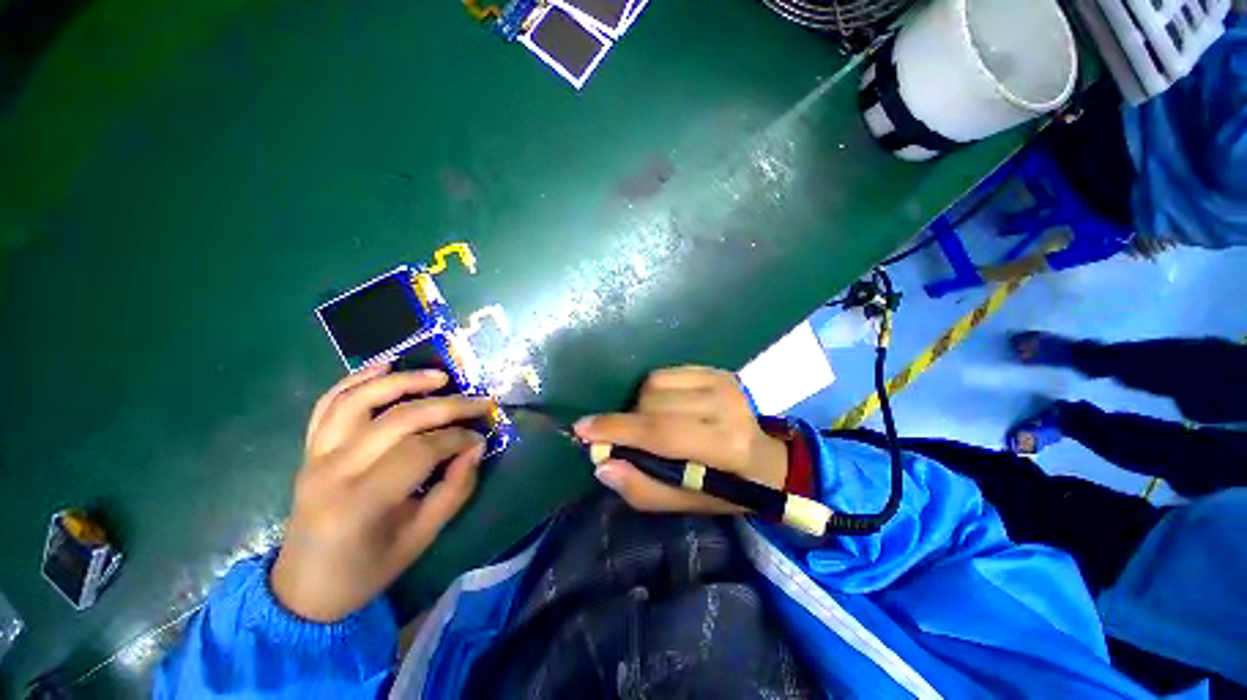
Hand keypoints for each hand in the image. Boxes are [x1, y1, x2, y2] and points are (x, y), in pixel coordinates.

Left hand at [271, 364, 492, 621]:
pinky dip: (358, 378)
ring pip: (359, 399)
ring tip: (440, 376)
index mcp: (361, 502)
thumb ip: (455, 489)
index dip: (458, 439)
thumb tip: (476, 447)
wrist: (304, 587)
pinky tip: (386, 364)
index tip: (481, 439)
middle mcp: (333, 470)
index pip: (420, 450)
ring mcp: (315, 454)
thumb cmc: (367, 569)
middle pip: (398, 419)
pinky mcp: (310, 448)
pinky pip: (330, 402)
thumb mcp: (422, 537)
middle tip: (480, 402)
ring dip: (403, 380)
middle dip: (448, 406)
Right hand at [573, 366, 787, 513]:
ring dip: (642, 406)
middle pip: (652, 403)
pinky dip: (654, 390)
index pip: (661, 432)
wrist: (768, 458)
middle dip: (630, 421)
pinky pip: (665, 373)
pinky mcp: (717, 370)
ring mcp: (722, 382)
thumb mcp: (688, 503)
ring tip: (653, 424)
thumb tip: (602, 465)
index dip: (618, 429)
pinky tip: (666, 407)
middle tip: (631, 439)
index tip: (583, 429)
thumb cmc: (728, 488)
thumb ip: (644, 488)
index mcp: (725, 447)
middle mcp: (725, 407)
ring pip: (654, 384)